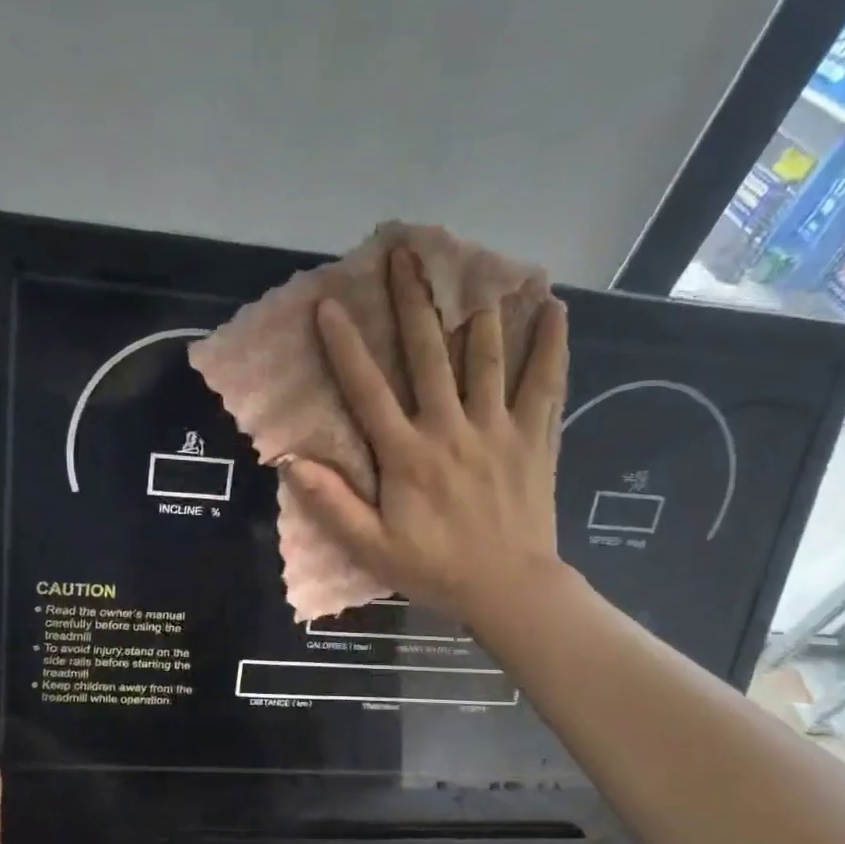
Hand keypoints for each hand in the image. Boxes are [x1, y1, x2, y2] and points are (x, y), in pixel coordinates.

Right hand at [283, 245, 571, 626]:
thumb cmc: (436, 569)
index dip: (346, 347)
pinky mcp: (535, 438)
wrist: (510, 589)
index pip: (369, 391)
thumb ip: (332, 505)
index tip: (329, 304)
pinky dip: (551, 345)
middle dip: (415, 303)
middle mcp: (451, 430)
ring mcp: (498, 430)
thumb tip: (289, 463)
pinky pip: (546, 384)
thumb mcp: (372, 548)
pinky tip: (555, 307)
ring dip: (479, 308)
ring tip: (475, 265)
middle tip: (407, 254)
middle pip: (431, 355)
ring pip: (489, 358)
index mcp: (407, 456)